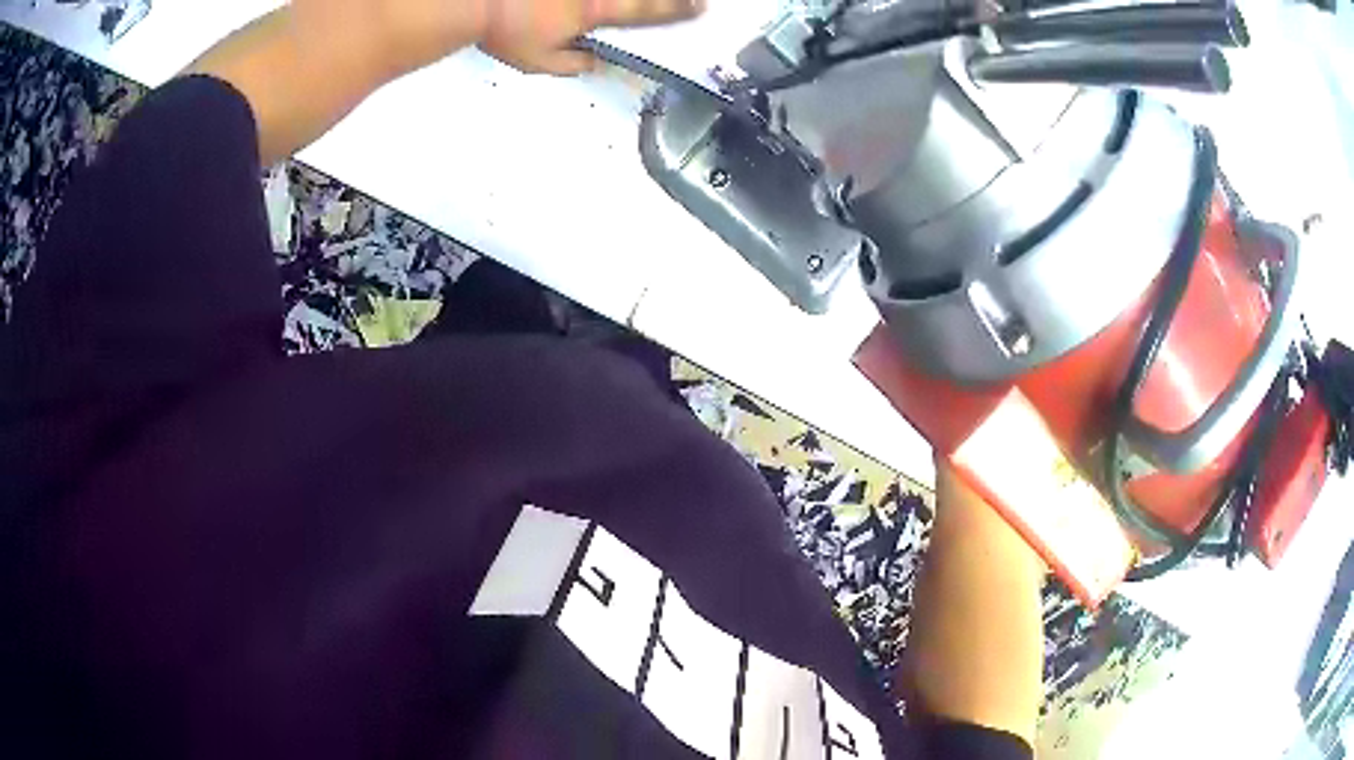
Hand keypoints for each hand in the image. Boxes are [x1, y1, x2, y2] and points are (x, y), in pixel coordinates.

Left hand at [296, 0, 704, 82]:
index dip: (679, 10)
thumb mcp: (536, 59)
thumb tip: (595, 62)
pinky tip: (600, 4)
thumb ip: (571, 62)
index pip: (650, 10)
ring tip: (674, 1)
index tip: (702, 8)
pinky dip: (602, 0)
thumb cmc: (502, 25)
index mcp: (598, 8)